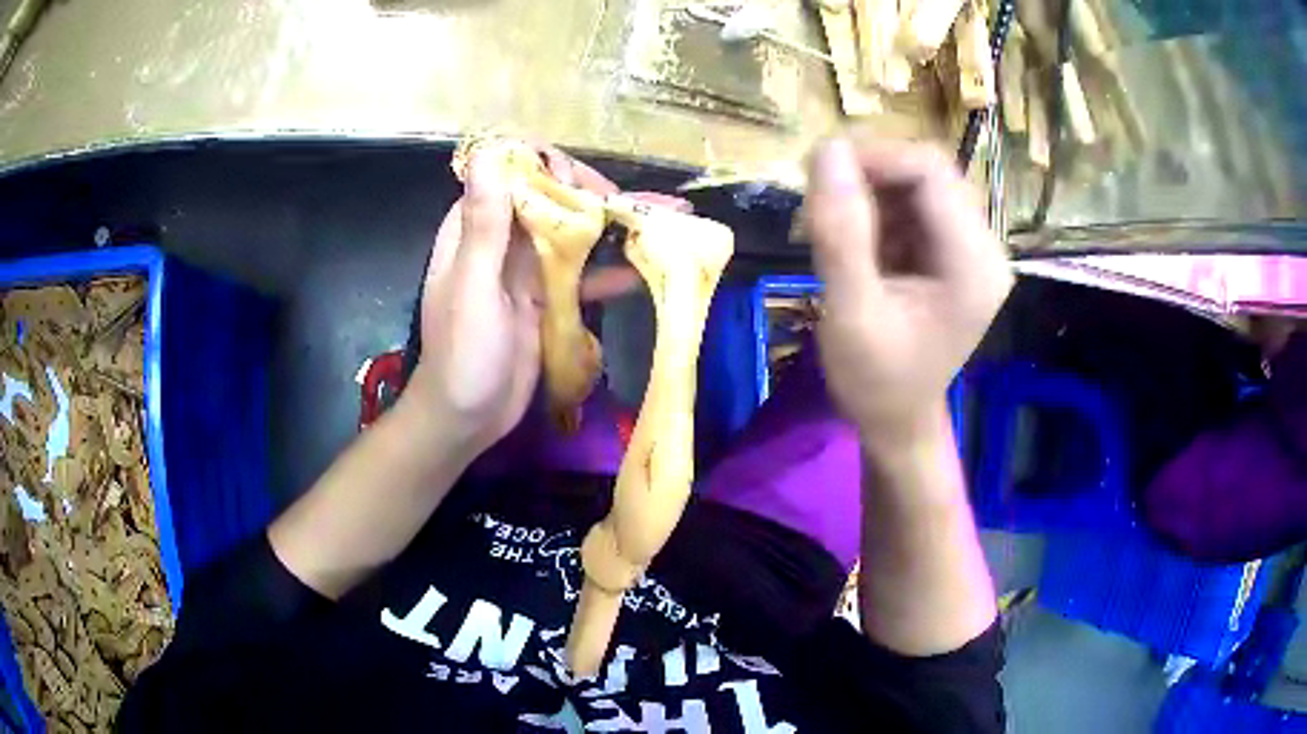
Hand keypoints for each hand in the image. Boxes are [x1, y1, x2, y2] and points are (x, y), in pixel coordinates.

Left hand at [404, 147, 682, 456]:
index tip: (587, 185)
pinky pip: (583, 274)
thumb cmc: (463, 353)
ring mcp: (527, 269)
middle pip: (552, 200)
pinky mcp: (548, 299)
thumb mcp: (474, 285)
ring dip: (614, 228)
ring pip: (573, 234)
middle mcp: (502, 240)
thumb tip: (486, 151)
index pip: (514, 175)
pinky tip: (648, 268)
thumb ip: (485, 222)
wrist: (467, 418)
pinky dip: (612, 270)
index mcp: (476, 227)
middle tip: (639, 207)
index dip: (552, 168)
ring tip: (665, 220)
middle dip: (596, 197)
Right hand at [806, 135, 1012, 442]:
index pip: (930, 170)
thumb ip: (840, 233)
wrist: (896, 421)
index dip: (873, 158)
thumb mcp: (851, 312)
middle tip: (820, 204)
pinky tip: (855, 242)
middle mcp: (984, 247)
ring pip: (918, 182)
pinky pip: (914, 204)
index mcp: (973, 264)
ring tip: (833, 230)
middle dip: (869, 175)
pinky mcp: (954, 252)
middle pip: (928, 170)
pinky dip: (877, 209)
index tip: (818, 176)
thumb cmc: (876, 381)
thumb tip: (826, 149)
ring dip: (869, 191)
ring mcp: (971, 248)